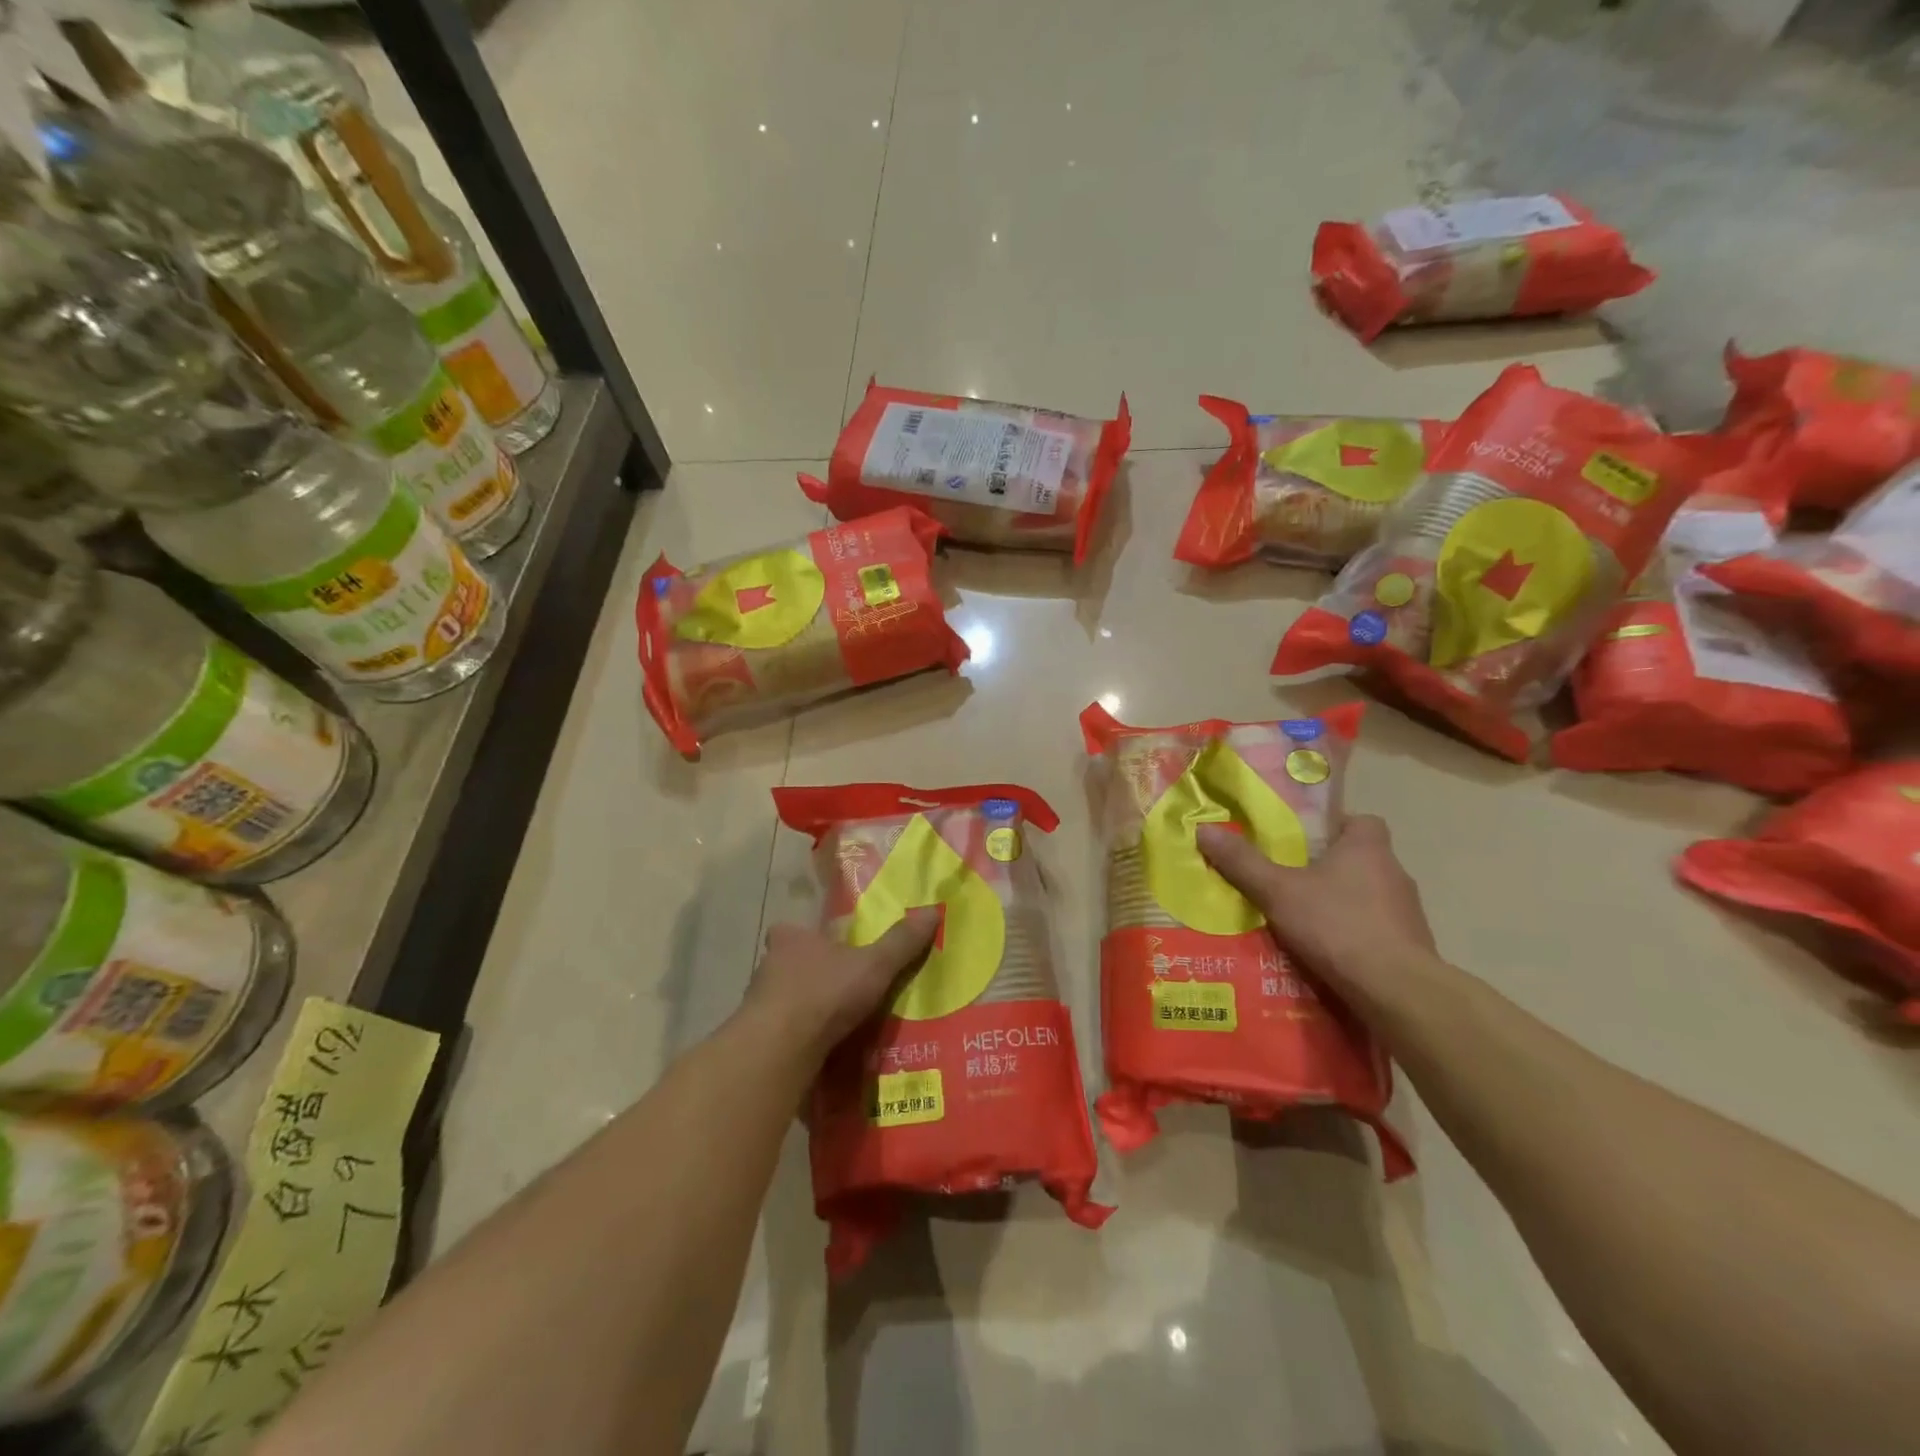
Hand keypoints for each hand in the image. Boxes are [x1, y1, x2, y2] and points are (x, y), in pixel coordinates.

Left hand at [744, 911, 940, 1059]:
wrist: (779, 1049)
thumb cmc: (825, 992)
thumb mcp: (874, 964)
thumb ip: (901, 942)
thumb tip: (933, 911)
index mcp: (792, 939)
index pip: (794, 930)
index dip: (811, 938)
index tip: (831, 951)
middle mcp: (768, 967)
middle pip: (790, 966)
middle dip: (812, 976)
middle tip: (842, 990)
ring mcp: (758, 1005)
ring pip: (785, 1001)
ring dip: (805, 1011)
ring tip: (837, 1026)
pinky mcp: (758, 1040)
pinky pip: (783, 1035)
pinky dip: (799, 1041)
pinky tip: (821, 1053)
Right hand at [1196, 815, 1434, 999]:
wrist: (1397, 991)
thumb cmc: (1337, 925)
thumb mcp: (1278, 891)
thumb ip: (1243, 862)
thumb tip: (1204, 829)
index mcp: (1367, 848)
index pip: (1358, 821)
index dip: (1331, 827)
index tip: (1301, 842)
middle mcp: (1394, 873)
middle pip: (1358, 859)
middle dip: (1326, 869)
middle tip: (1288, 881)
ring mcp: (1407, 913)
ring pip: (1366, 897)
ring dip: (1340, 905)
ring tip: (1301, 921)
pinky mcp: (1410, 948)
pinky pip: (1375, 931)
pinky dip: (1353, 937)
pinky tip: (1326, 953)